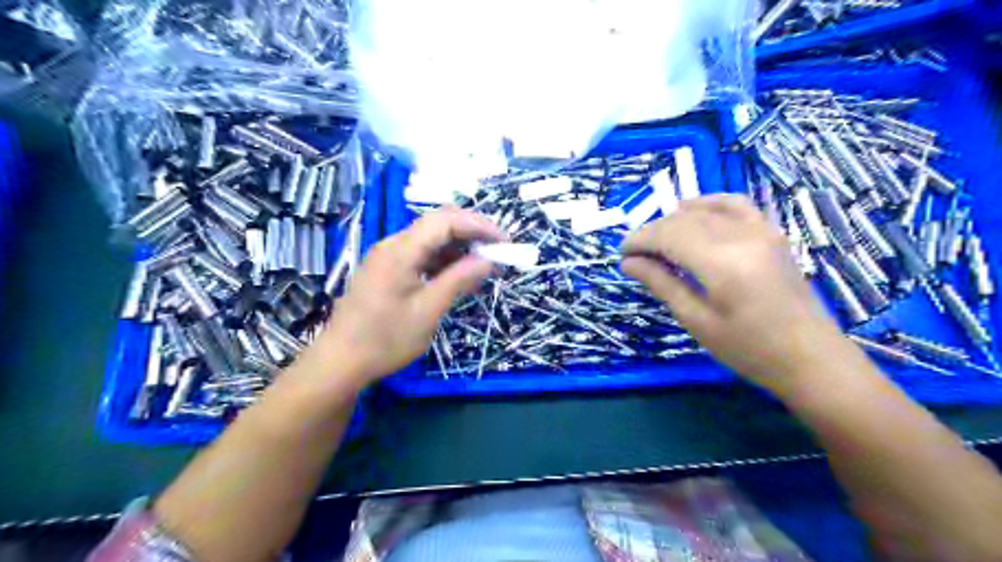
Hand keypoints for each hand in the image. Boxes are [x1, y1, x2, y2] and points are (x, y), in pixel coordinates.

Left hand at [319, 206, 501, 385]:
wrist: (340, 361)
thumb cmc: (385, 339)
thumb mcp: (428, 311)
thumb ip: (458, 280)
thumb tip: (488, 260)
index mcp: (401, 250)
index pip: (446, 221)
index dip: (479, 226)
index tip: (504, 243)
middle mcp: (393, 245)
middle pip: (438, 224)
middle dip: (472, 234)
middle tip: (497, 253)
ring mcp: (389, 256)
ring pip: (431, 240)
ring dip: (459, 249)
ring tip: (484, 268)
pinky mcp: (388, 269)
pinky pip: (421, 255)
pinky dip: (444, 262)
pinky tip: (459, 277)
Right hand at [624, 196, 847, 391]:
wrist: (810, 357)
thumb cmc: (748, 349)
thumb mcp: (697, 320)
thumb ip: (662, 284)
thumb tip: (628, 262)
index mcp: (721, 262)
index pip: (668, 235)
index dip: (640, 239)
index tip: (621, 254)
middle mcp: (741, 236)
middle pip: (683, 219)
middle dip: (653, 232)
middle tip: (635, 254)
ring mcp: (761, 230)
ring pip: (705, 210)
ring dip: (674, 220)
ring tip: (659, 240)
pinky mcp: (772, 232)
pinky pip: (735, 204)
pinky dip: (708, 204)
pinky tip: (692, 211)